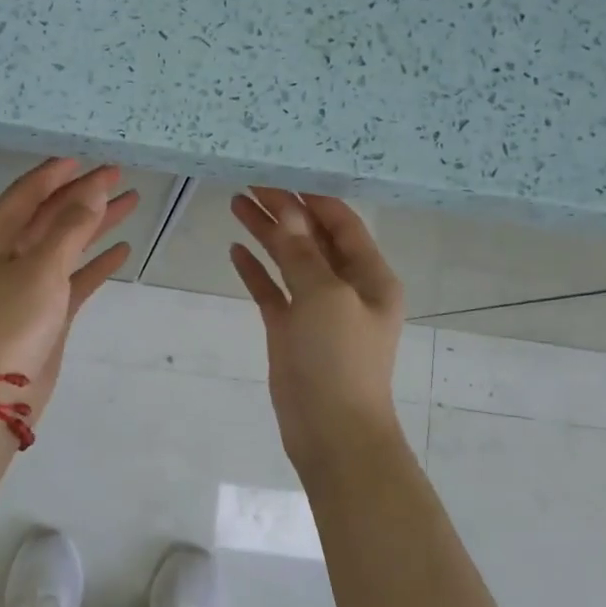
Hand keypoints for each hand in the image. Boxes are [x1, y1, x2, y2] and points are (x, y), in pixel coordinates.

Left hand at [0, 158, 137, 423]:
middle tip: (118, 176)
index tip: (85, 159)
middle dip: (83, 196)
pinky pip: (73, 277)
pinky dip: (95, 263)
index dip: (55, 174)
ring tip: (130, 203)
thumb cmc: (12, 321)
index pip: (26, 194)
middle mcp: (6, 256)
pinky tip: (122, 251)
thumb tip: (92, 192)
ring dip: (95, 224)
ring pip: (65, 243)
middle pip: (49, 215)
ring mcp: (26, 284)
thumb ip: (70, 227)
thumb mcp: (41, 267)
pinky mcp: (45, 310)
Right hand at [229, 189, 407, 472]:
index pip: (341, 223)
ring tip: (236, 204)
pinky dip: (256, 271)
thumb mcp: (324, 297)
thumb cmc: (339, 359)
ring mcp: (316, 310)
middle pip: (312, 238)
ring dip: (267, 234)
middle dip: (284, 211)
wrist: (331, 432)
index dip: (312, 197)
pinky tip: (235, 251)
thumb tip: (288, 210)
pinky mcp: (291, 331)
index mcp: (370, 276)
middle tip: (249, 184)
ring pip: (289, 262)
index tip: (279, 174)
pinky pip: (272, 292)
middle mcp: (346, 287)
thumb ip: (302, 252)